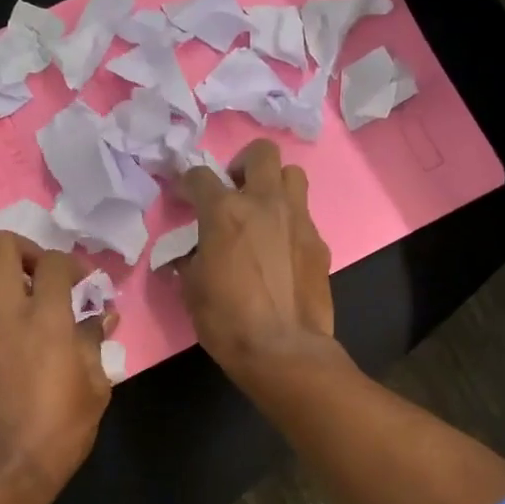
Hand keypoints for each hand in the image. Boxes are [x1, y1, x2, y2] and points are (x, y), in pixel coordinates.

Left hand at [0, 232, 115, 503]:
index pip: (54, 263)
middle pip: (0, 247)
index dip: (73, 264)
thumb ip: (95, 343)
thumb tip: (103, 319)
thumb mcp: (94, 388)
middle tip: (46, 273)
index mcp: (46, 320)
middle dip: (26, 249)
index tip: (86, 284)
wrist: (6, 467)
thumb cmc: (61, 429)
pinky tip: (12, 322)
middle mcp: (6, 313)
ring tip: (23, 293)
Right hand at [175, 139, 334, 379]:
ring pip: (292, 175)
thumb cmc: (227, 320)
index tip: (185, 195)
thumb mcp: (192, 289)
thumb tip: (189, 254)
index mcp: (224, 211)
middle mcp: (264, 203)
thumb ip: (190, 259)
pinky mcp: (319, 242)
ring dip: (274, 185)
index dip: (188, 182)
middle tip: (234, 190)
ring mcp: (297, 219)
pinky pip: (303, 216)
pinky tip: (281, 249)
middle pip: (261, 153)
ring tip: (263, 211)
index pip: (200, 175)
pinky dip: (289, 222)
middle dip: (243, 164)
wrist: (283, 350)